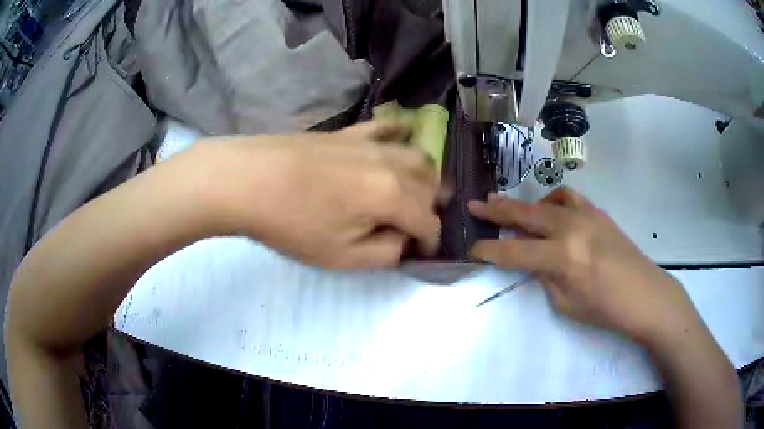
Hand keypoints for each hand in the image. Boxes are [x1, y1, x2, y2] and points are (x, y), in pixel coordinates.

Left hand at [197, 121, 446, 269]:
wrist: (248, 180)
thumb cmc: (293, 224)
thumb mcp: (342, 256)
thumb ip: (385, 253)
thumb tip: (403, 241)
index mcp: (393, 196)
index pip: (429, 222)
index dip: (431, 242)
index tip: (422, 255)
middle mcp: (391, 163)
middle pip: (430, 184)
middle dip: (432, 208)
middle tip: (418, 226)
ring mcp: (370, 143)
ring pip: (417, 155)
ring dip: (425, 177)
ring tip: (415, 192)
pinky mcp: (349, 132)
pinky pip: (386, 128)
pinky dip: (401, 135)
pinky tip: (402, 138)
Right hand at [468, 187, 702, 345]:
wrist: (646, 295)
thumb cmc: (606, 310)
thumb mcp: (566, 303)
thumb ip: (546, 276)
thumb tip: (535, 259)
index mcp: (562, 256)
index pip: (514, 251)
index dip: (489, 250)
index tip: (471, 248)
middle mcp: (571, 228)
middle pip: (525, 214)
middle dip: (496, 210)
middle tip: (475, 204)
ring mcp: (587, 215)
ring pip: (546, 201)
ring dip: (525, 205)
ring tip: (512, 209)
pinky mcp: (598, 213)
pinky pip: (569, 199)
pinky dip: (553, 202)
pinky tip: (551, 212)